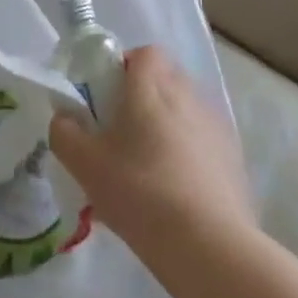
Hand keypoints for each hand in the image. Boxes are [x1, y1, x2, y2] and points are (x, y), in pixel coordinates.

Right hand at [49, 46, 254, 253]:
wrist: (208, 244)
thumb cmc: (139, 191)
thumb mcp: (84, 164)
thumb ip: (64, 132)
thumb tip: (65, 119)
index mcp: (152, 87)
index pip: (143, 53)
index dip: (122, 67)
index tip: (105, 99)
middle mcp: (189, 95)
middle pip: (164, 78)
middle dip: (142, 97)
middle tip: (119, 133)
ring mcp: (216, 125)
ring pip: (184, 109)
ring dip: (165, 124)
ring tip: (145, 166)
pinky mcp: (233, 156)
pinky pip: (202, 139)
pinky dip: (186, 151)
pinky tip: (173, 188)